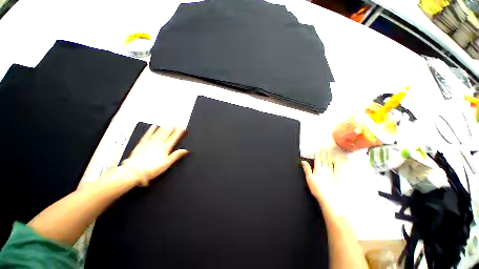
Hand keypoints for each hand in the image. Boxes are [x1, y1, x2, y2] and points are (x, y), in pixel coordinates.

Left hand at [121, 125, 188, 185]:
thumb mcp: (167, 164)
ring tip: (168, 124)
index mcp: (165, 148)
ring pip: (158, 133)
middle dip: (172, 128)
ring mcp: (149, 143)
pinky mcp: (142, 144)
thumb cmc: (151, 169)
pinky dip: (151, 130)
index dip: (179, 132)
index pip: (174, 138)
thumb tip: (185, 150)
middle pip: (166, 134)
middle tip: (176, 124)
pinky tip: (154, 126)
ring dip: (164, 128)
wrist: (134, 172)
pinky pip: (147, 135)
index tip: (183, 127)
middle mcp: (158, 144)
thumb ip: (176, 155)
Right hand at [301, 149, 336, 205]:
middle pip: (324, 159)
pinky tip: (338, 161)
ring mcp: (331, 173)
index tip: (317, 150)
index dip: (317, 154)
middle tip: (324, 148)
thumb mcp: (309, 178)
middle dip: (323, 153)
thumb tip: (303, 162)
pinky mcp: (336, 177)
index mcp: (318, 169)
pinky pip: (337, 168)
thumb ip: (307, 169)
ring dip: (329, 156)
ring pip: (330, 162)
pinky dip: (337, 164)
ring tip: (329, 152)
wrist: (328, 197)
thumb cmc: (318, 189)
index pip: (317, 159)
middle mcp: (325, 169)